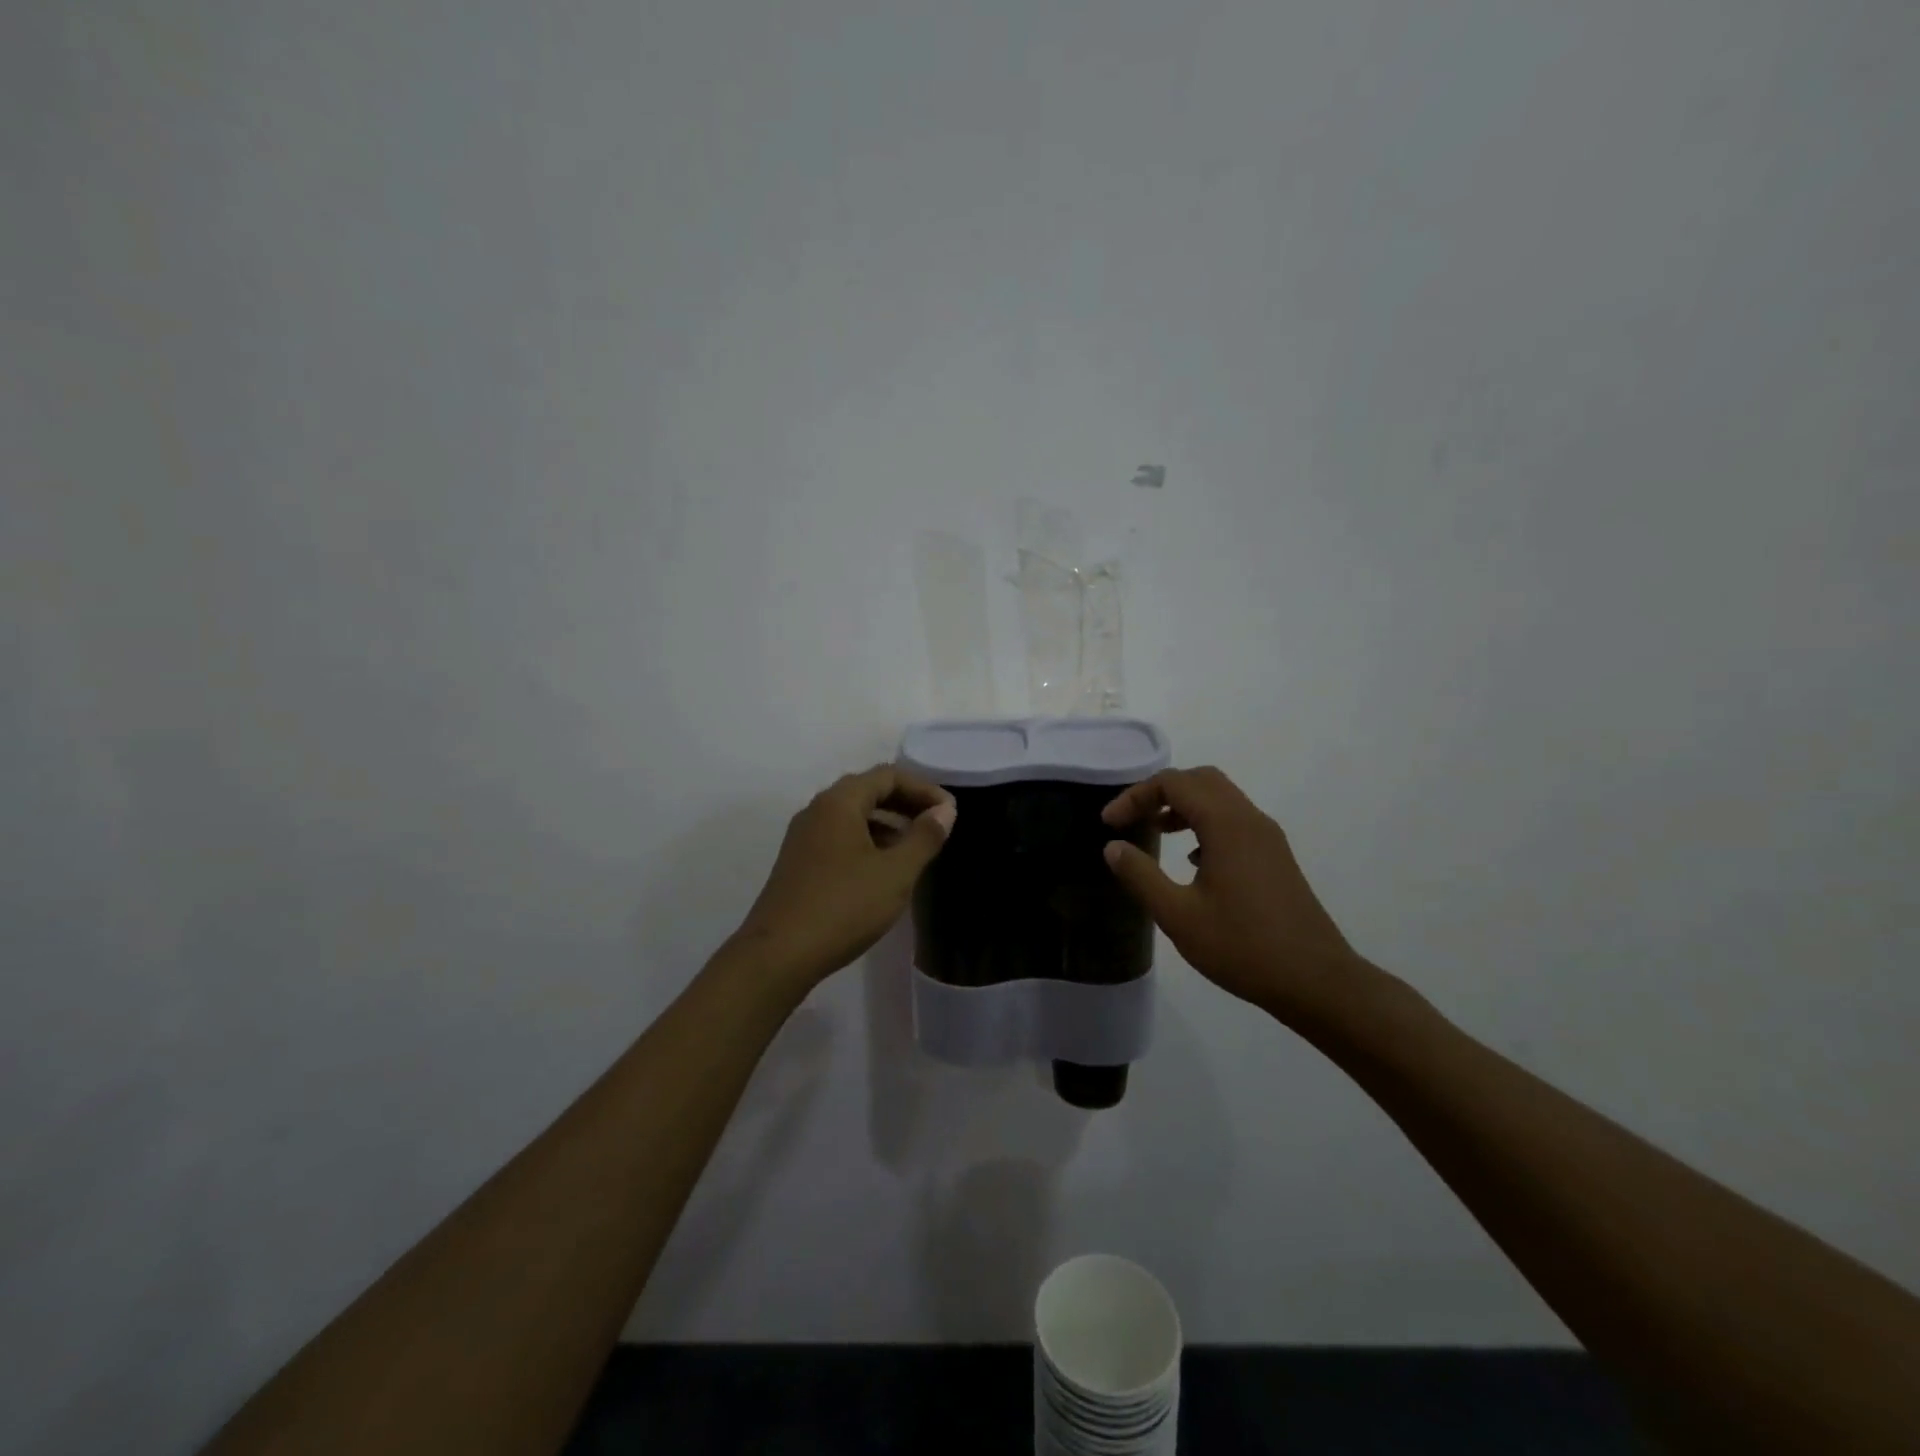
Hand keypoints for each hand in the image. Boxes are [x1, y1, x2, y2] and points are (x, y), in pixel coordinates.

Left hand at [729, 765, 955, 990]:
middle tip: (937, 824)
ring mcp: (803, 838)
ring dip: (887, 823)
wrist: (779, 955)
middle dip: (905, 803)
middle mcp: (817, 811)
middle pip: (867, 791)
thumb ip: (924, 838)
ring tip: (915, 847)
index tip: (949, 811)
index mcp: (839, 803)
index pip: (887, 776)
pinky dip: (867, 841)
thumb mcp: (895, 873)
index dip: (922, 788)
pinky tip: (883, 869)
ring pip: (852, 816)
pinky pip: (839, 837)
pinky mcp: (799, 863)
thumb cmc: (844, 907)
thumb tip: (944, 811)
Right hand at [1101, 766, 1364, 1024]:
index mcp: (1226, 825)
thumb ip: (1141, 876)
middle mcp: (1249, 820)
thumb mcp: (1178, 916)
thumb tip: (1113, 847)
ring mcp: (1267, 838)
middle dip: (1160, 791)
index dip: (1135, 796)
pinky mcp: (1275, 857)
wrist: (1316, 981)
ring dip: (1184, 805)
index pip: (1174, 783)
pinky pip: (1234, 820)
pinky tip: (1192, 859)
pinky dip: (1205, 823)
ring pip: (1220, 798)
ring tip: (1156, 832)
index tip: (1109, 824)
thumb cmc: (1243, 947)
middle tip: (1132, 818)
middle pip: (1200, 780)